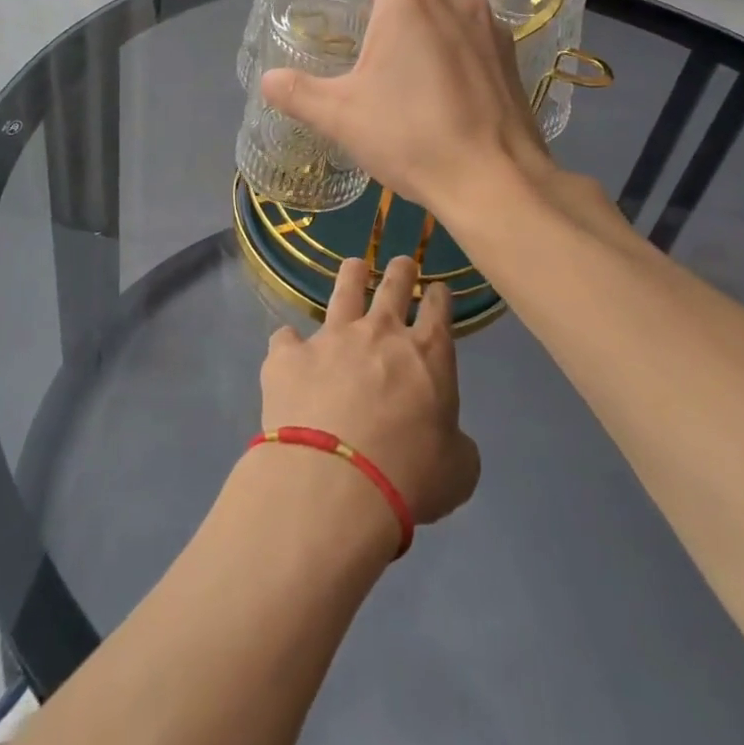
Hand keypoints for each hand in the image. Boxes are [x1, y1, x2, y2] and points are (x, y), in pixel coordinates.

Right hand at [259, 0, 548, 220]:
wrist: (495, 179)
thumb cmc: (411, 136)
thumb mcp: (340, 117)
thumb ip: (298, 93)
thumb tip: (268, 81)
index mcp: (412, 0)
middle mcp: (457, 0)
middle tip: (368, 34)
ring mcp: (491, 28)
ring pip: (450, 5)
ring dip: (423, 20)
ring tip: (403, 63)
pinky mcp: (511, 58)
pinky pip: (473, 34)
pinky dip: (451, 44)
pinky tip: (440, 88)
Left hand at [259, 257, 480, 530]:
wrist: (336, 482)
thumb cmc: (409, 477)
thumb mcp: (457, 470)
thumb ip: (454, 443)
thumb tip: (447, 440)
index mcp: (427, 355)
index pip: (437, 310)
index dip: (438, 297)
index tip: (437, 290)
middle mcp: (379, 333)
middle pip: (392, 286)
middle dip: (400, 271)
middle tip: (401, 262)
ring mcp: (331, 338)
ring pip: (343, 291)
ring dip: (351, 276)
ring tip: (353, 266)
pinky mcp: (288, 355)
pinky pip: (286, 338)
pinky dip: (289, 344)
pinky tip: (287, 349)